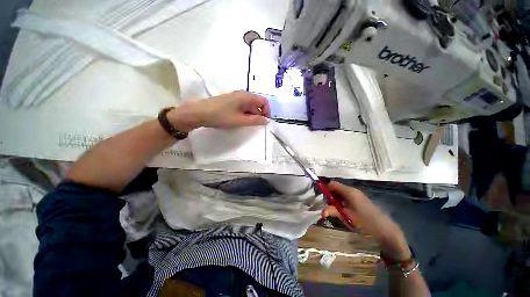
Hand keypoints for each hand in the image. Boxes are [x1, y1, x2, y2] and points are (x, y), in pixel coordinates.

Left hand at [168, 91, 269, 131]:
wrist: (199, 113)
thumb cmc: (221, 116)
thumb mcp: (240, 120)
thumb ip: (255, 120)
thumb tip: (267, 120)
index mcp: (246, 96)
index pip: (263, 101)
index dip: (267, 111)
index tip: (266, 122)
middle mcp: (242, 94)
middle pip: (256, 103)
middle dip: (259, 114)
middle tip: (256, 125)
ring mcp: (235, 97)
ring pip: (249, 106)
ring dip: (252, 115)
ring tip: (248, 124)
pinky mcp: (230, 102)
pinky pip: (242, 107)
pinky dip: (245, 114)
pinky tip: (240, 121)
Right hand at [322, 182, 410, 260]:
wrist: (385, 229)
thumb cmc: (365, 221)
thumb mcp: (347, 216)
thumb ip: (333, 211)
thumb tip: (321, 212)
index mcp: (349, 191)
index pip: (333, 184)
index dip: (325, 189)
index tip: (320, 197)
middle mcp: (352, 190)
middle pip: (336, 187)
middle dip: (330, 195)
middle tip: (326, 205)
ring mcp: (357, 195)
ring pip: (341, 192)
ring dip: (335, 198)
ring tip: (333, 208)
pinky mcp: (360, 200)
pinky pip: (347, 196)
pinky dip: (341, 201)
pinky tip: (342, 210)